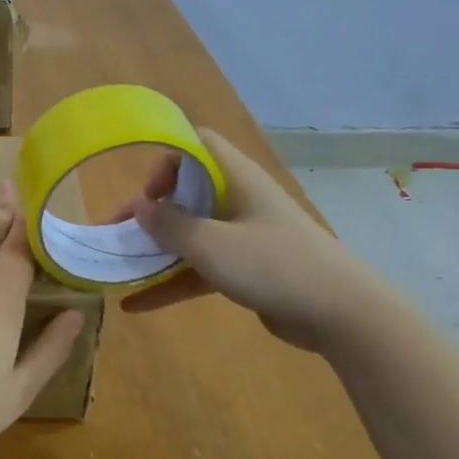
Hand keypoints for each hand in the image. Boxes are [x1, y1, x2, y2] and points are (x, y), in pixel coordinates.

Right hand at [119, 127, 396, 352]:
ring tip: (117, 267)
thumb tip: (138, 206)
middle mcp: (238, 200)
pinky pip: (199, 268)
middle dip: (148, 212)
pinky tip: (135, 305)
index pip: (197, 145)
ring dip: (154, 250)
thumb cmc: (274, 265)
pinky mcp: (245, 269)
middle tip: (118, 234)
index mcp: (236, 179)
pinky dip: (170, 283)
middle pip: (185, 192)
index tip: (147, 193)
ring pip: (189, 234)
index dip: (166, 160)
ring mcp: (242, 236)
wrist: (340, 313)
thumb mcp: (212, 245)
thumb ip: (170, 225)